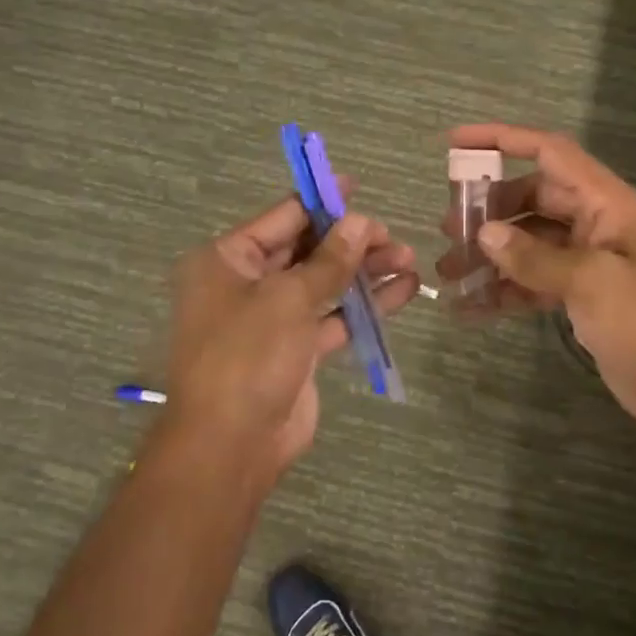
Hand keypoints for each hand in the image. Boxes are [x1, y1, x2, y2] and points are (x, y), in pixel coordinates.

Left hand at [163, 191, 419, 484]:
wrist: (231, 446)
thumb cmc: (248, 356)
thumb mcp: (289, 298)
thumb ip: (330, 259)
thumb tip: (361, 223)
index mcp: (227, 260)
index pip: (282, 218)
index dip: (321, 202)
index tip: (357, 189)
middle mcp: (246, 283)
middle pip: (306, 250)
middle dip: (351, 242)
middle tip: (393, 238)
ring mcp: (271, 318)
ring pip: (323, 284)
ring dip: (364, 272)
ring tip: (408, 260)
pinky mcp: (294, 350)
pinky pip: (332, 317)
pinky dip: (364, 307)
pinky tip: (403, 292)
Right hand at [442, 124, 635, 444]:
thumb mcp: (593, 284)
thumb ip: (535, 256)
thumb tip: (485, 233)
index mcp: (608, 203)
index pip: (550, 153)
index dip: (502, 140)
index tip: (455, 143)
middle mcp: (596, 223)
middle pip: (531, 199)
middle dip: (488, 211)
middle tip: (447, 229)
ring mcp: (588, 260)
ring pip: (528, 242)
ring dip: (490, 254)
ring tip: (449, 271)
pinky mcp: (581, 295)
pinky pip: (534, 279)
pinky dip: (504, 288)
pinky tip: (470, 306)